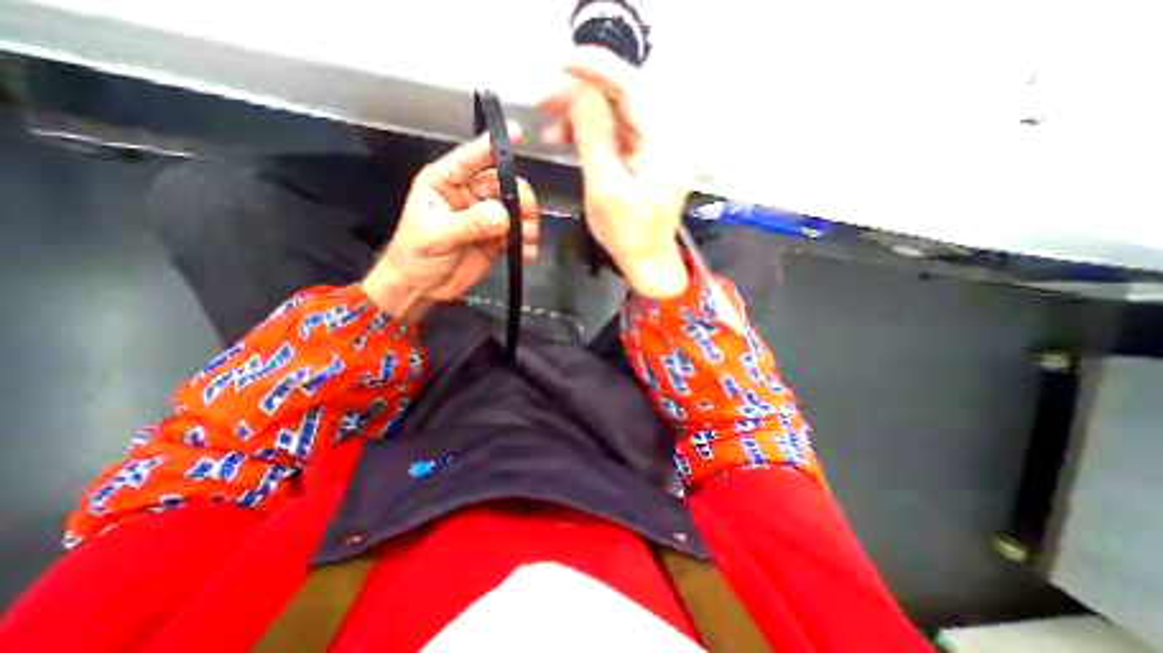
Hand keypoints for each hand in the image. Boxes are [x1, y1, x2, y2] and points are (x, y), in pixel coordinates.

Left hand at [362, 124, 537, 322]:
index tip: (515, 134)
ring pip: (514, 209)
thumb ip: (469, 223)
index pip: (470, 159)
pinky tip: (526, 252)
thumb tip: (503, 215)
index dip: (491, 146)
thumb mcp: (437, 236)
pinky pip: (516, 235)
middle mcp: (469, 195)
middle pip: (502, 185)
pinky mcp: (496, 239)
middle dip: (519, 197)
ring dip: (526, 221)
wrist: (421, 287)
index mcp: (446, 183)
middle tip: (527, 215)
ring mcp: (485, 218)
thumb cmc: (416, 255)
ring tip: (528, 238)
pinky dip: (525, 242)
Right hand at [539, 46, 687, 298]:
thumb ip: (593, 136)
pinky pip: (619, 132)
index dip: (595, 69)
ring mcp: (658, 146)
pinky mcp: (648, 157)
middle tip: (544, 103)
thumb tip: (581, 94)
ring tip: (551, 128)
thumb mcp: (604, 188)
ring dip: (583, 115)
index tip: (561, 66)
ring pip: (618, 113)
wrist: (648, 260)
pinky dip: (594, 132)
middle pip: (622, 96)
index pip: (630, 86)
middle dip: (581, 95)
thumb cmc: (628, 235)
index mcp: (661, 142)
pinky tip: (570, 139)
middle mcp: (666, 136)